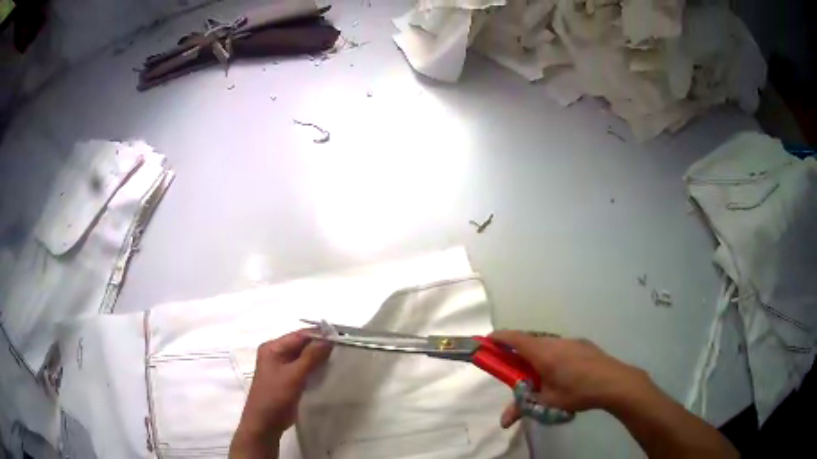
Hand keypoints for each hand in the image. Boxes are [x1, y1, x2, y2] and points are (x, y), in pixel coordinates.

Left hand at [230, 330, 331, 457]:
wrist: (265, 423)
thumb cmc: (275, 396)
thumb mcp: (294, 375)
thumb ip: (311, 356)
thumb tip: (328, 338)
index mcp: (273, 348)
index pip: (299, 335)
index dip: (319, 334)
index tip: (340, 336)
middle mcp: (275, 354)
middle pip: (301, 345)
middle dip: (320, 346)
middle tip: (342, 349)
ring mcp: (280, 367)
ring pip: (303, 357)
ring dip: (318, 358)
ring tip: (338, 359)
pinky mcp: (287, 380)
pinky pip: (303, 369)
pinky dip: (314, 369)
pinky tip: (327, 372)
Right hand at [490, 330, 647, 427]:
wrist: (613, 381)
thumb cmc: (577, 391)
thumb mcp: (547, 403)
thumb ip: (523, 409)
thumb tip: (502, 423)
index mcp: (542, 353)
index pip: (514, 339)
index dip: (499, 338)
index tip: (487, 341)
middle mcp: (554, 342)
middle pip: (529, 340)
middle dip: (516, 349)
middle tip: (512, 366)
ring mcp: (570, 341)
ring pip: (546, 343)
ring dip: (535, 352)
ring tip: (538, 372)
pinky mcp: (582, 344)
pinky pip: (559, 345)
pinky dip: (551, 354)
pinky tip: (561, 371)